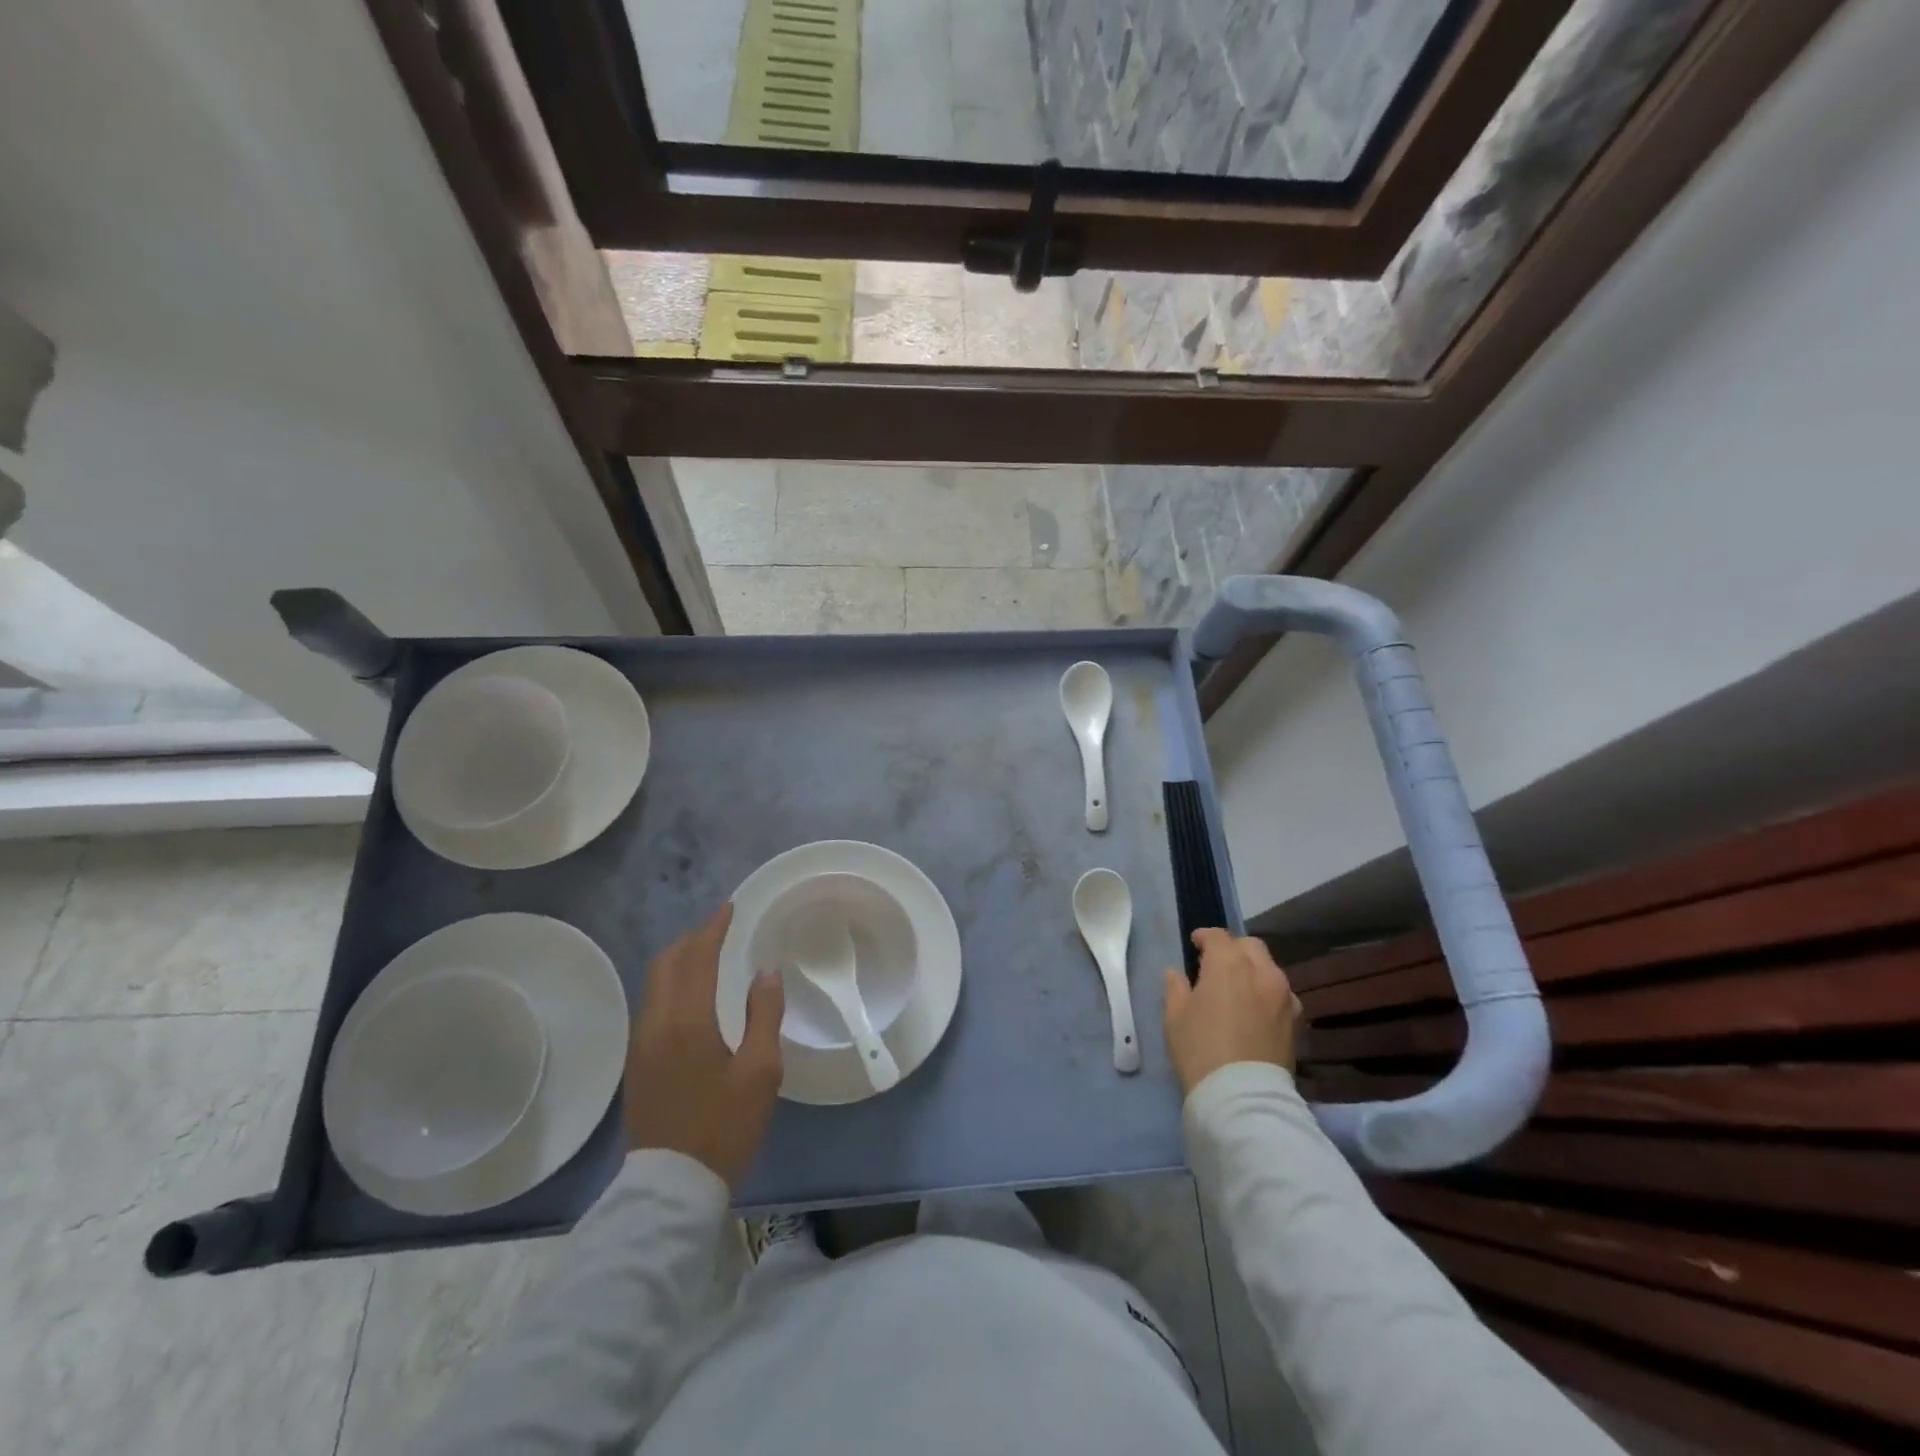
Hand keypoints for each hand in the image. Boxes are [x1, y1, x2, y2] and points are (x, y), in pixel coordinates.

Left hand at [623, 903, 784, 1189]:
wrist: (672, 1188)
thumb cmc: (724, 1126)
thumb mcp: (760, 1072)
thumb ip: (764, 1015)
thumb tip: (766, 972)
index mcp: (686, 1022)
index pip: (696, 958)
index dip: (713, 929)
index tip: (729, 908)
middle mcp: (655, 1024)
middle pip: (666, 964)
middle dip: (691, 940)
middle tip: (719, 930)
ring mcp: (640, 1045)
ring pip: (654, 984)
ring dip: (679, 962)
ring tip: (708, 956)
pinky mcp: (637, 1064)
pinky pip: (652, 1005)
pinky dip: (672, 985)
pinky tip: (692, 996)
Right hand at [1162, 928, 1301, 1095]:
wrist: (1242, 1097)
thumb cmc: (1200, 1049)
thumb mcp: (1174, 1016)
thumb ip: (1175, 987)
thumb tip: (1177, 974)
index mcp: (1229, 963)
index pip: (1217, 936)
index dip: (1204, 937)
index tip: (1194, 945)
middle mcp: (1262, 971)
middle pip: (1249, 946)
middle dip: (1232, 949)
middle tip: (1216, 964)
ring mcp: (1284, 996)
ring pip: (1269, 968)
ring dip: (1252, 970)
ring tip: (1237, 988)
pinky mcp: (1297, 1021)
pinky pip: (1281, 994)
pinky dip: (1267, 992)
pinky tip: (1255, 1010)